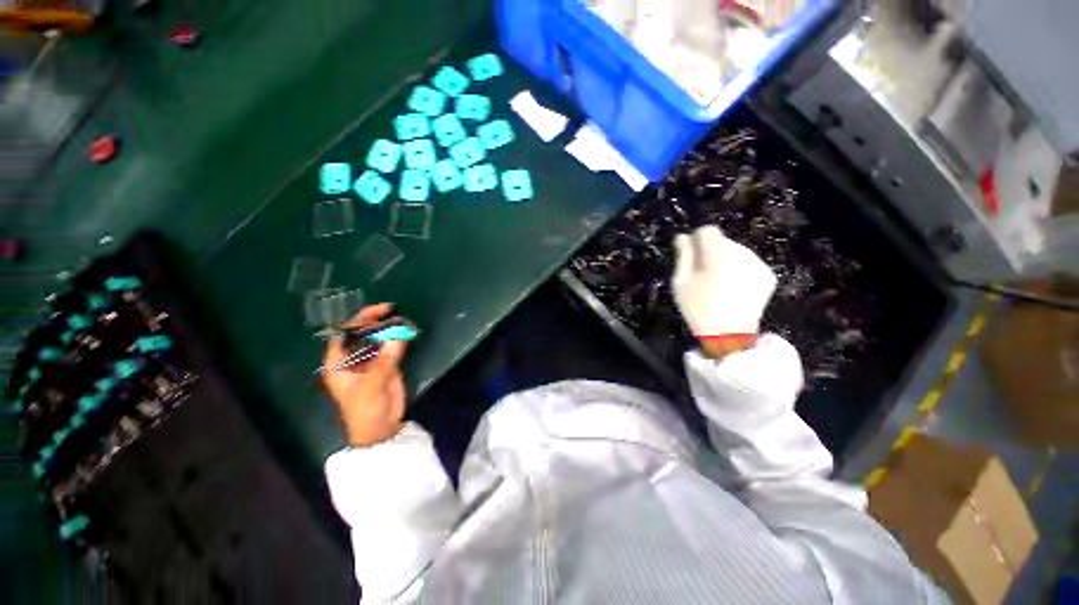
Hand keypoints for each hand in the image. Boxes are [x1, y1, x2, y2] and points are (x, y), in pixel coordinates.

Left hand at [323, 304, 408, 446]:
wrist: (381, 428)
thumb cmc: (365, 410)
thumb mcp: (371, 386)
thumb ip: (384, 361)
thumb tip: (398, 337)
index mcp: (338, 363)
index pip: (342, 334)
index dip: (354, 320)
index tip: (374, 311)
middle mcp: (352, 358)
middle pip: (360, 332)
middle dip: (373, 320)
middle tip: (391, 310)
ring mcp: (370, 360)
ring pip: (376, 338)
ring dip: (388, 327)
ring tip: (401, 319)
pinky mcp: (386, 364)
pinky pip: (390, 346)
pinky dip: (398, 337)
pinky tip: (406, 330)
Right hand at [673, 226, 776, 356]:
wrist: (729, 336)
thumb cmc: (698, 308)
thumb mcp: (681, 282)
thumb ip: (683, 256)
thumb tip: (682, 237)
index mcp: (718, 255)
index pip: (707, 231)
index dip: (696, 240)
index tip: (690, 256)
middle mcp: (742, 254)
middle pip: (723, 240)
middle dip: (711, 251)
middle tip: (702, 273)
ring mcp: (758, 264)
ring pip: (736, 250)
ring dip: (725, 259)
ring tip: (717, 281)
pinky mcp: (768, 275)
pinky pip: (748, 262)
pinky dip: (739, 269)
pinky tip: (732, 286)